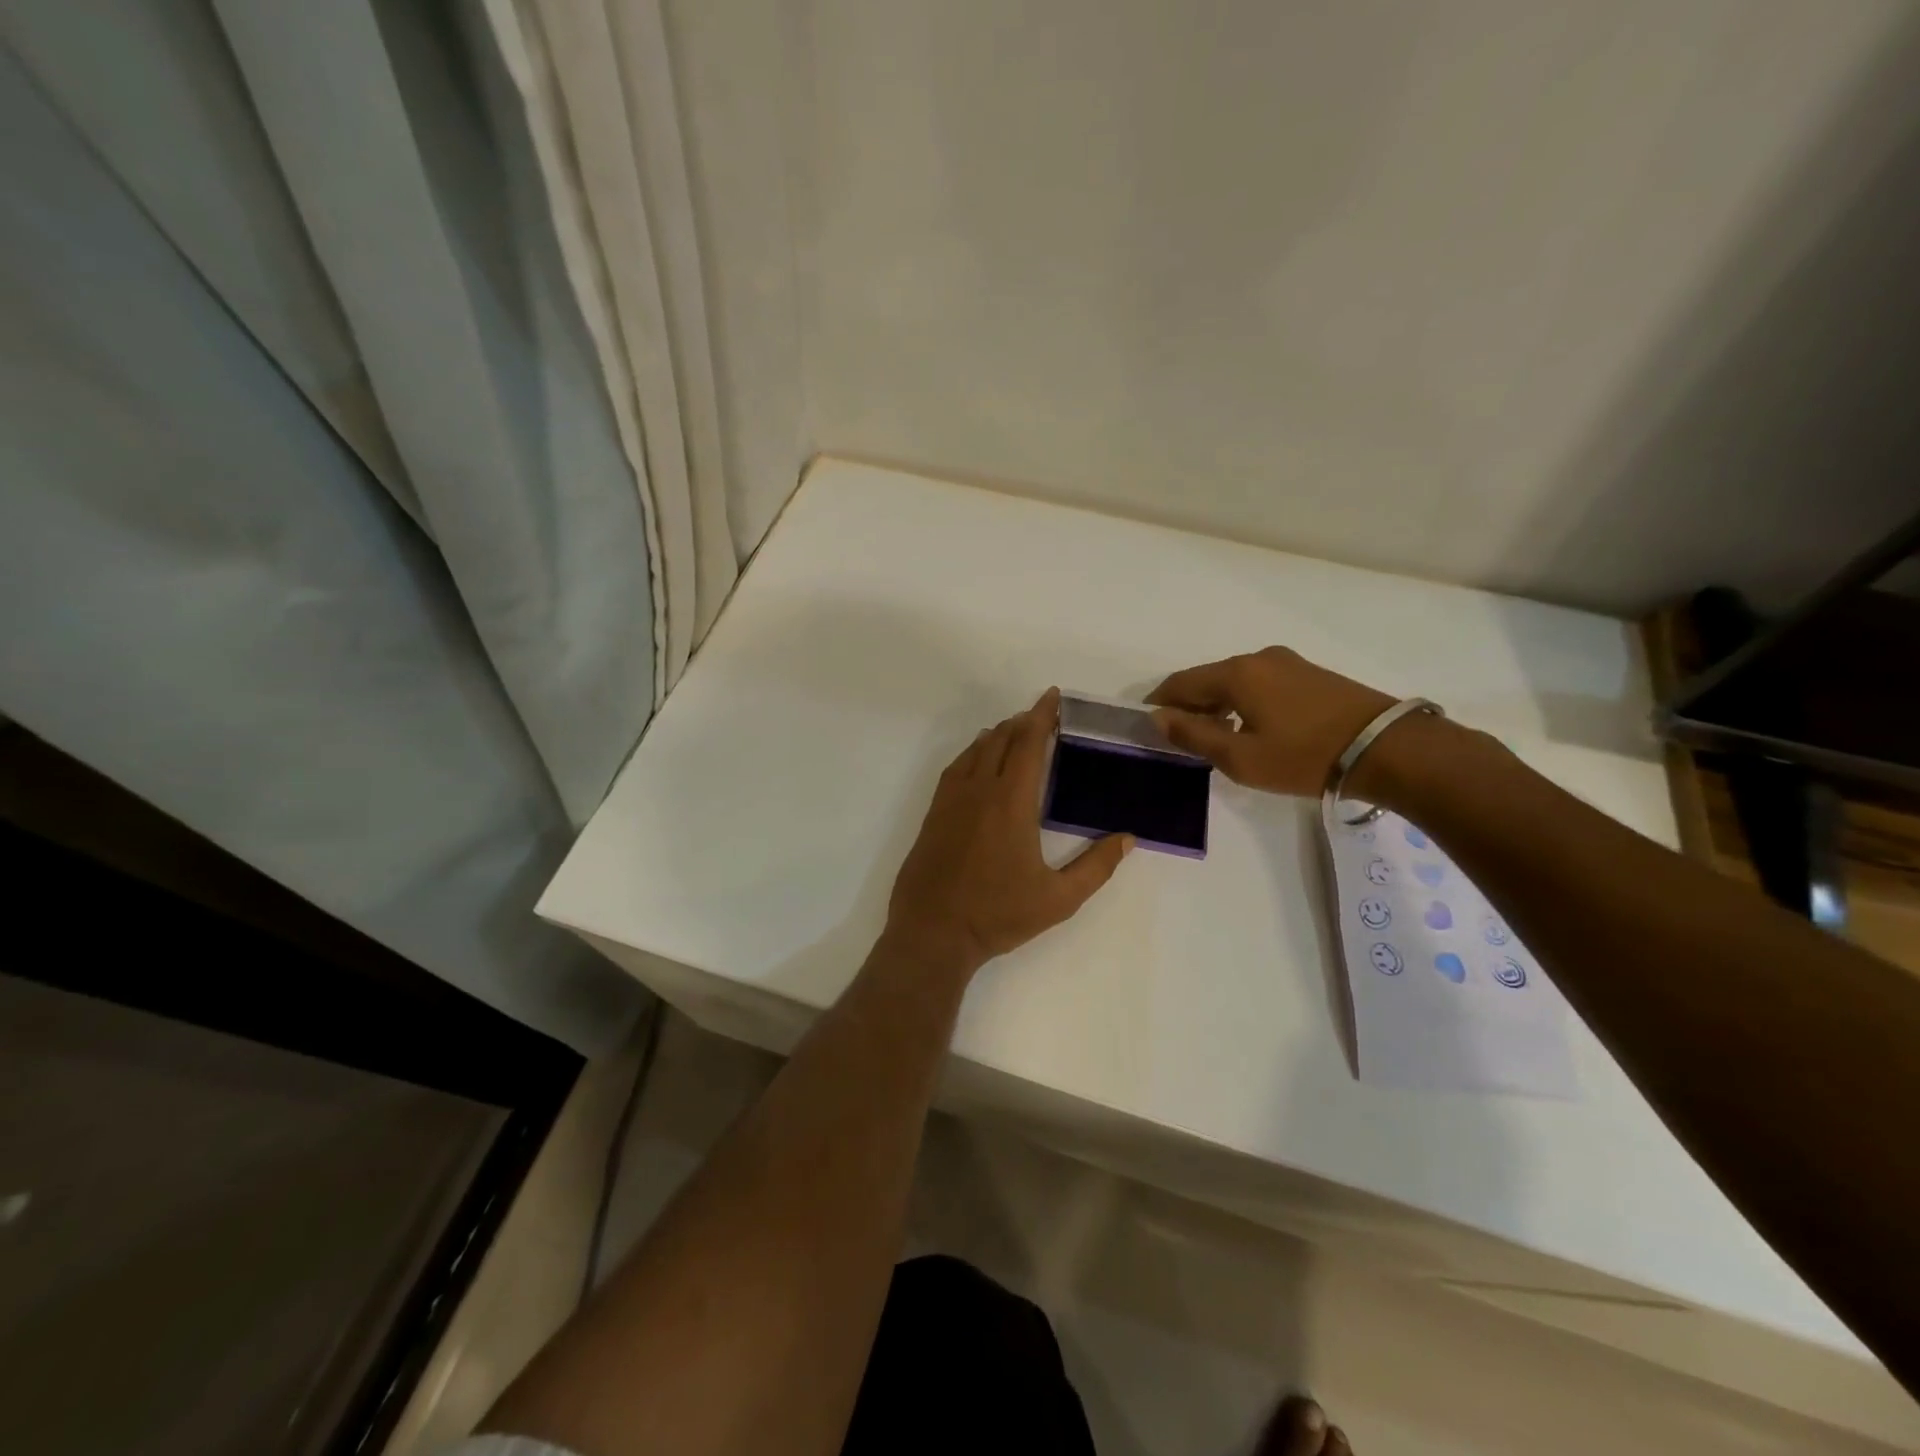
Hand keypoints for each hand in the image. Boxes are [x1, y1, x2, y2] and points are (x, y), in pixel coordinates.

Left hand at [883, 689, 1132, 980]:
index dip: (1042, 716)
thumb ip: (1096, 867)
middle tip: (1041, 716)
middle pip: (1002, 741)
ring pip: (975, 751)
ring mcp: (951, 801)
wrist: (933, 932)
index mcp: (1011, 803)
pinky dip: (972, 753)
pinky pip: (955, 768)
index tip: (1052, 696)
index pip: (1029, 745)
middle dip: (1023, 722)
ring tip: (1014, 731)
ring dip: (997, 735)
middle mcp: (979, 791)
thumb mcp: (1058, 899)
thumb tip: (1128, 838)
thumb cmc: (998, 915)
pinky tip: (977, 760)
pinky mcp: (933, 814)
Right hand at [1147, 647, 1394, 797]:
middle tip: (1181, 736)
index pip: (1180, 683)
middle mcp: (1257, 658)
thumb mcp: (1240, 757)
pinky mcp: (1310, 673)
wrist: (1385, 748)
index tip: (1148, 725)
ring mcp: (1287, 662)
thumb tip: (1157, 718)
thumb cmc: (1302, 756)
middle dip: (1189, 704)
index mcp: (1235, 674)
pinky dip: (1243, 701)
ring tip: (1215, 736)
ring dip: (1217, 704)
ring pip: (1235, 680)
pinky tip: (1250, 726)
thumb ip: (1193, 735)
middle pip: (1207, 678)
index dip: (1159, 703)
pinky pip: (1260, 683)